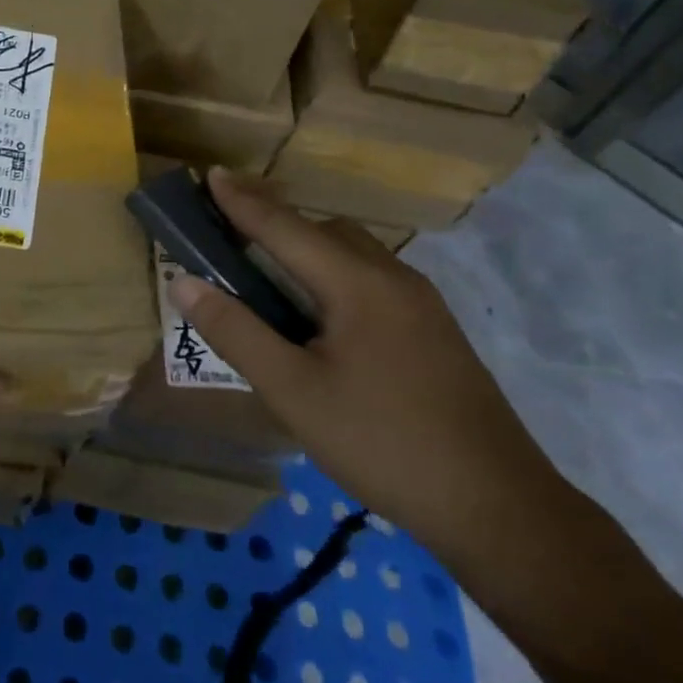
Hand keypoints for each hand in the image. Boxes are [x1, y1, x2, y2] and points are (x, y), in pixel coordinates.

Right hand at [169, 168, 569, 568]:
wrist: (500, 508)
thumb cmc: (382, 443)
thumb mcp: (293, 392)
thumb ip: (235, 332)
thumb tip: (183, 282)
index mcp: (357, 283)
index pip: (284, 227)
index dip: (241, 201)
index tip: (209, 174)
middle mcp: (393, 277)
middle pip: (323, 231)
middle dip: (275, 223)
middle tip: (230, 234)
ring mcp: (422, 304)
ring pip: (353, 253)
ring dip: (307, 249)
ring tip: (269, 275)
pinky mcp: (436, 330)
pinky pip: (372, 278)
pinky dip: (334, 274)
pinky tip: (321, 316)